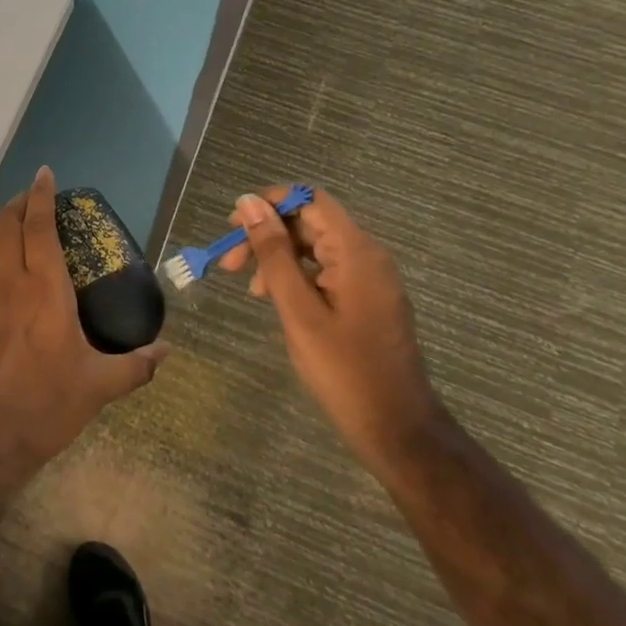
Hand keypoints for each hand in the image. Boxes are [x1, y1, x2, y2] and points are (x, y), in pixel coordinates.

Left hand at [0, 166, 166, 495]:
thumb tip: (167, 350)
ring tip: (5, 209)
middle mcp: (11, 284)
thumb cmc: (45, 408)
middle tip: (32, 195)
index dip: (41, 197)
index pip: (40, 228)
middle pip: (8, 226)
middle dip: (19, 202)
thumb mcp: (99, 388)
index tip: (45, 175)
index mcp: (46, 291)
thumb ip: (136, 366)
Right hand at [220, 187, 444, 474]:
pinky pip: (326, 270)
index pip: (310, 200)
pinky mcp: (367, 298)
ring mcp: (370, 277)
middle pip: (310, 222)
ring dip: (277, 258)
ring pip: (315, 247)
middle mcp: (367, 255)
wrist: (395, 426)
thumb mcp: (298, 310)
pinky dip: (296, 276)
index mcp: (356, 251)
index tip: (233, 225)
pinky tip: (275, 299)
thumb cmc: (343, 369)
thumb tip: (250, 204)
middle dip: (267, 235)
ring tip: (250, 289)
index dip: (270, 202)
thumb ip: (274, 254)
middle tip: (229, 264)